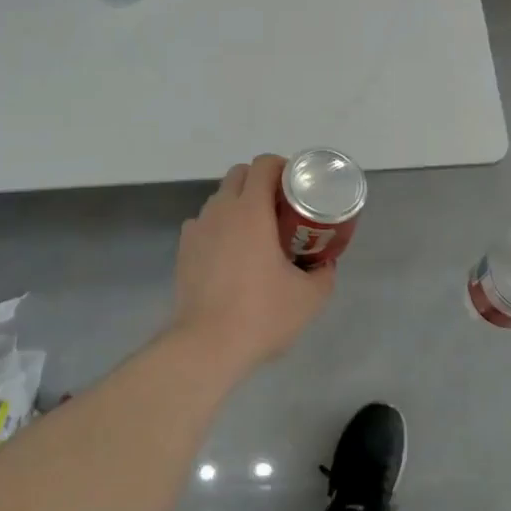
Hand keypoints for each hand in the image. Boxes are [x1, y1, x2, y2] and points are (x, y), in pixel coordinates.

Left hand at [171, 155, 334, 375]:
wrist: (206, 345)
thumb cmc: (261, 314)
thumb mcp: (309, 298)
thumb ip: (323, 274)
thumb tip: (326, 264)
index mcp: (251, 210)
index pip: (264, 165)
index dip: (283, 167)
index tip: (297, 187)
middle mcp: (221, 209)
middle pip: (240, 175)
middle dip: (261, 182)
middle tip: (281, 209)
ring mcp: (197, 228)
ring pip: (220, 199)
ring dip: (239, 204)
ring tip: (257, 235)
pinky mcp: (184, 249)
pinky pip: (205, 224)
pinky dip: (220, 228)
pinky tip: (232, 257)